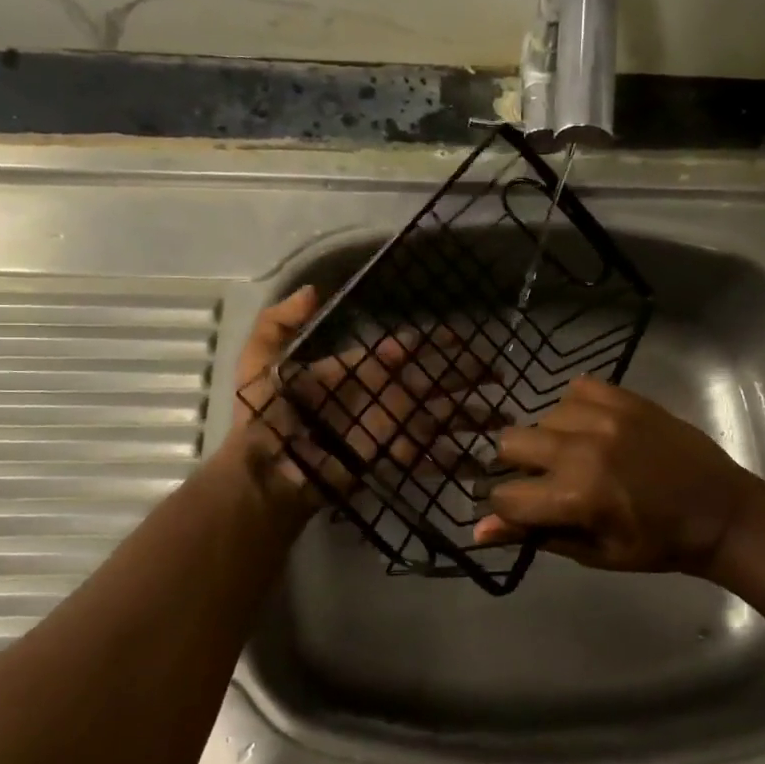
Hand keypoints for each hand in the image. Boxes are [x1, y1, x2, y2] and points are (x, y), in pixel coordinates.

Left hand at [231, 287, 501, 515]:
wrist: (266, 474)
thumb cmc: (265, 418)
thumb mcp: (260, 362)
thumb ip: (279, 323)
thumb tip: (312, 289)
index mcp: (356, 369)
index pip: (401, 351)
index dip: (430, 343)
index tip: (459, 336)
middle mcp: (379, 395)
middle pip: (430, 380)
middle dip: (463, 374)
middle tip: (496, 369)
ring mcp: (387, 427)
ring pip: (437, 416)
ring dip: (470, 415)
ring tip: (503, 415)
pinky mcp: (389, 457)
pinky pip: (425, 454)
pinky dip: (452, 458)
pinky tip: (480, 458)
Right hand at [474, 378, 764, 577]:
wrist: (721, 512)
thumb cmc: (657, 544)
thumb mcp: (595, 552)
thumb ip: (536, 534)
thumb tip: (479, 531)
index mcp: (576, 495)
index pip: (505, 495)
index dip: (508, 508)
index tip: (524, 511)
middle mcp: (582, 448)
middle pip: (510, 443)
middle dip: (519, 467)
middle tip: (548, 481)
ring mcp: (605, 416)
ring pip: (543, 415)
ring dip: (551, 438)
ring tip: (580, 454)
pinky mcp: (626, 397)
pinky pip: (577, 388)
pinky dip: (577, 407)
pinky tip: (594, 427)